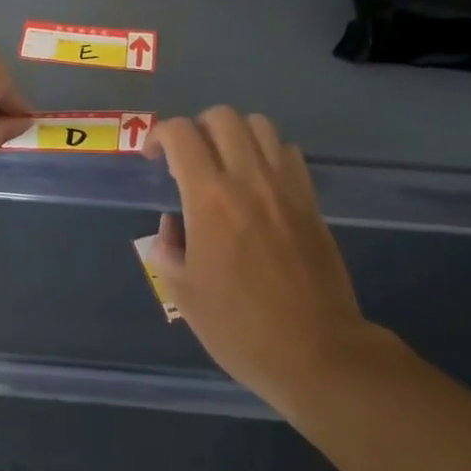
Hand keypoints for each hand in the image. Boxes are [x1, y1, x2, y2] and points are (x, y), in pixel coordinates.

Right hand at [146, 108, 376, 417]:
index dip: (160, 135)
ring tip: (224, 163)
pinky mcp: (312, 202)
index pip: (182, 134)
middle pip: (223, 117)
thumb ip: (168, 249)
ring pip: (260, 126)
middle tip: (188, 159)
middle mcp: (250, 181)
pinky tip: (259, 182)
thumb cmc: (240, 328)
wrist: (316, 353)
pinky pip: (289, 153)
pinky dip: (268, 152)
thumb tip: (172, 227)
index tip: (153, 158)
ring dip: (235, 134)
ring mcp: (287, 188)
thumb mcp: (184, 294)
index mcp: (210, 200)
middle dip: (197, 127)